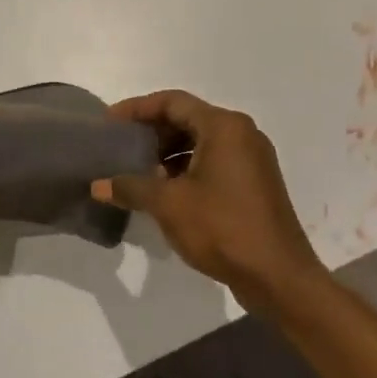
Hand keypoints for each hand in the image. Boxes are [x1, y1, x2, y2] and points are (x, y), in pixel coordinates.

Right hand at [92, 90, 325, 304]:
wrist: (278, 275)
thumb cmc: (222, 228)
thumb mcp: (168, 205)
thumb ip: (131, 187)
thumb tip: (98, 185)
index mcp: (224, 127)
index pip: (172, 102)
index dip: (137, 108)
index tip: (110, 122)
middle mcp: (242, 134)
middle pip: (188, 119)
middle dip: (152, 132)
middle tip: (120, 146)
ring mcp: (252, 159)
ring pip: (201, 142)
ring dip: (168, 153)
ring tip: (137, 172)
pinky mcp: (254, 183)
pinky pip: (214, 162)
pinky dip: (187, 169)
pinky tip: (165, 192)